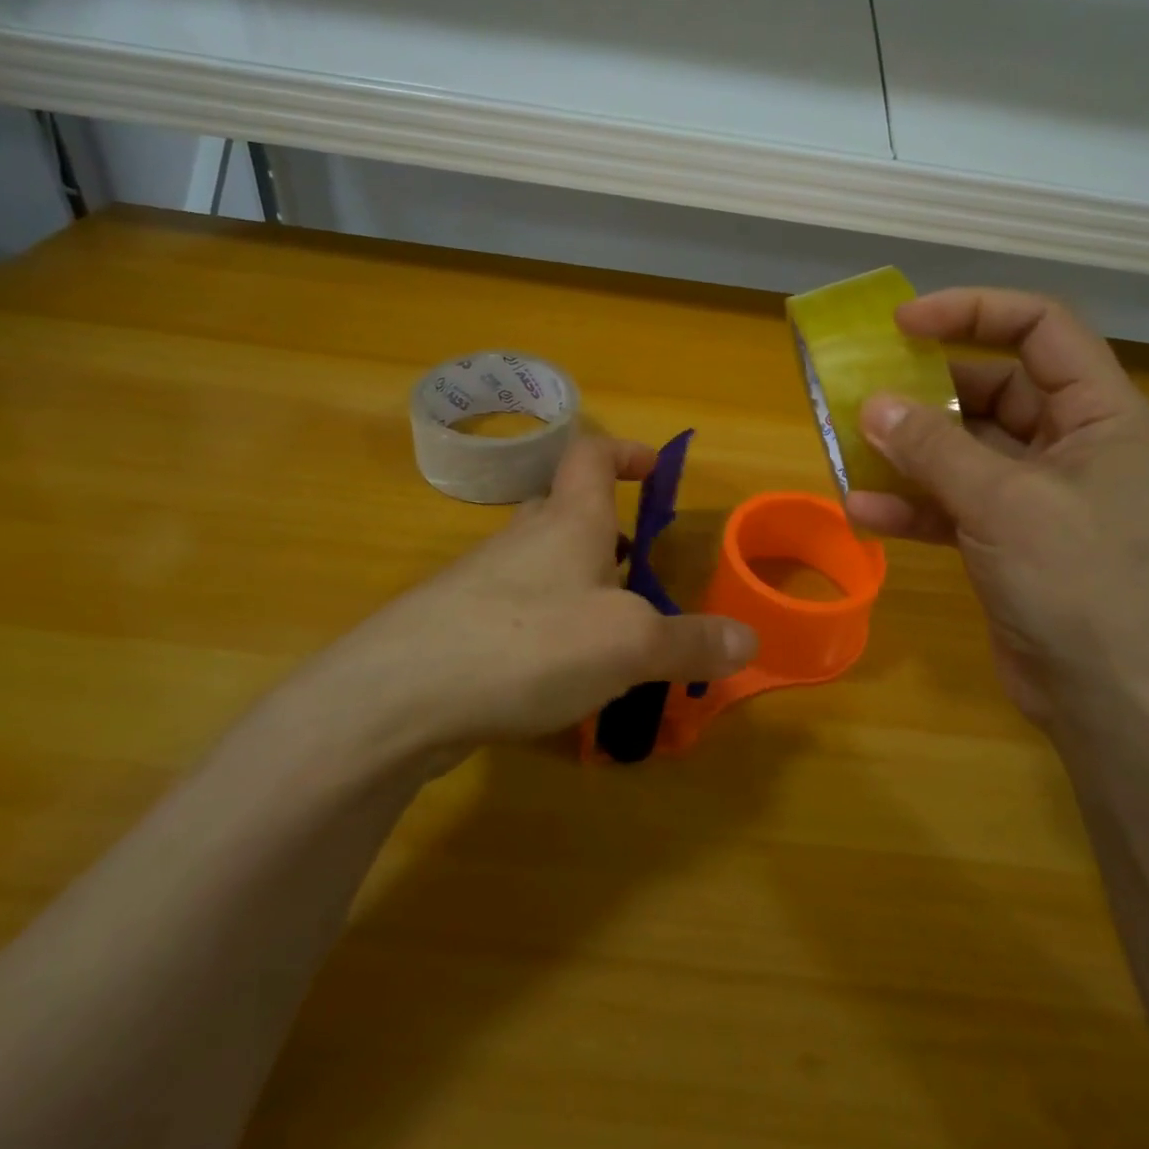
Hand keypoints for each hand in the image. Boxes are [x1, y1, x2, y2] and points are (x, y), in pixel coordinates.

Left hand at [299, 436, 757, 760]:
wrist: (398, 697)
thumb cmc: (529, 643)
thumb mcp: (630, 644)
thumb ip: (691, 641)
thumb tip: (750, 642)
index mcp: (567, 520)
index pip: (591, 455)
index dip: (625, 452)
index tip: (656, 469)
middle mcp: (522, 538)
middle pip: (565, 510)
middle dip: (606, 531)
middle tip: (640, 571)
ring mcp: (481, 582)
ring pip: (540, 566)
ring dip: (577, 586)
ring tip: (611, 634)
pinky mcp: (457, 628)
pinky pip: (515, 613)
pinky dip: (546, 630)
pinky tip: (559, 679)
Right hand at [843, 289, 1148, 730]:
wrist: (1113, 703)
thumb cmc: (1079, 584)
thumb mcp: (1004, 503)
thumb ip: (934, 448)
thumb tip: (873, 404)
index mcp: (1100, 414)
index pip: (1040, 328)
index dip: (972, 312)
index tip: (904, 325)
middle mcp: (1071, 444)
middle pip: (993, 387)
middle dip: (927, 392)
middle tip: (864, 391)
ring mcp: (1038, 494)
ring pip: (964, 448)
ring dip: (909, 451)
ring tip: (850, 447)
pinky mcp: (1008, 538)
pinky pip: (953, 502)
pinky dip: (912, 504)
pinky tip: (863, 513)